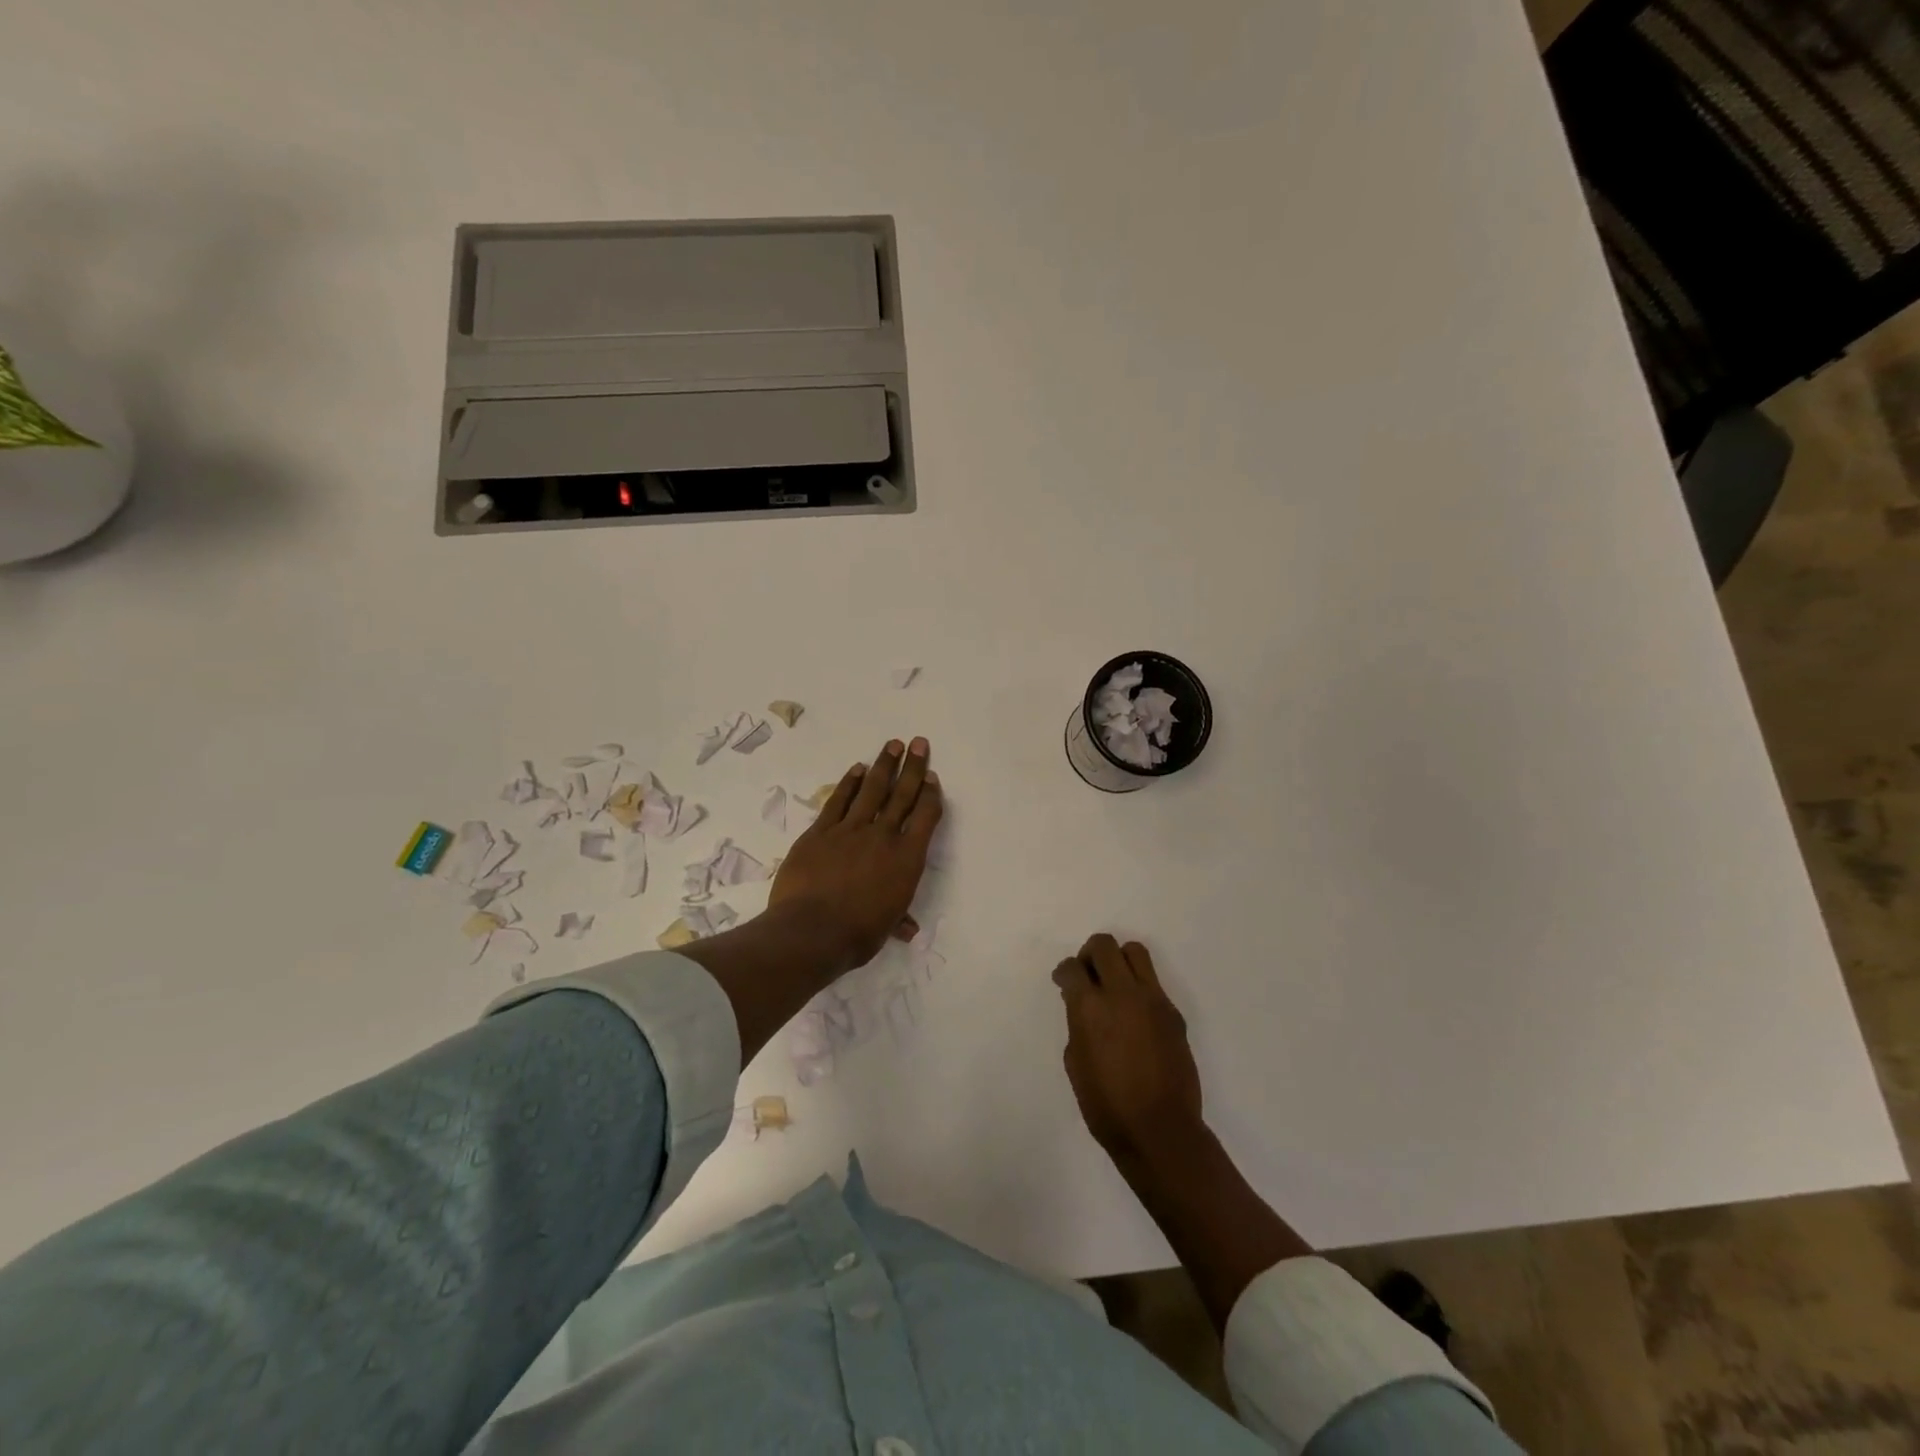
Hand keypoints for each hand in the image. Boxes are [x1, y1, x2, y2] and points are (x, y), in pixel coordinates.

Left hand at [769, 738, 942, 974]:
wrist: (811, 930)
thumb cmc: (858, 934)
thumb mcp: (886, 927)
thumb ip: (898, 919)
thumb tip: (909, 930)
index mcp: (906, 859)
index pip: (925, 817)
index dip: (929, 794)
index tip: (931, 776)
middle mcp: (882, 836)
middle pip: (901, 795)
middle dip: (912, 767)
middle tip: (918, 743)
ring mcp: (850, 830)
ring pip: (871, 790)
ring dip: (884, 765)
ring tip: (892, 745)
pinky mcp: (820, 831)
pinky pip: (838, 801)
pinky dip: (849, 783)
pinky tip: (857, 769)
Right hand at [1054, 934, 1203, 1163]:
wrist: (1160, 1130)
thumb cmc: (1107, 1105)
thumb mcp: (1075, 1062)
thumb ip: (1077, 1023)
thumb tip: (1081, 1004)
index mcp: (1090, 1007)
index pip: (1073, 967)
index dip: (1065, 972)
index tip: (1064, 982)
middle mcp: (1122, 993)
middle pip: (1104, 946)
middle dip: (1090, 955)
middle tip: (1087, 976)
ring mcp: (1153, 1000)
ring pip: (1135, 952)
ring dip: (1119, 960)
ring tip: (1113, 984)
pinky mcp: (1173, 1013)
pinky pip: (1153, 983)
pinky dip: (1139, 987)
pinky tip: (1134, 1015)